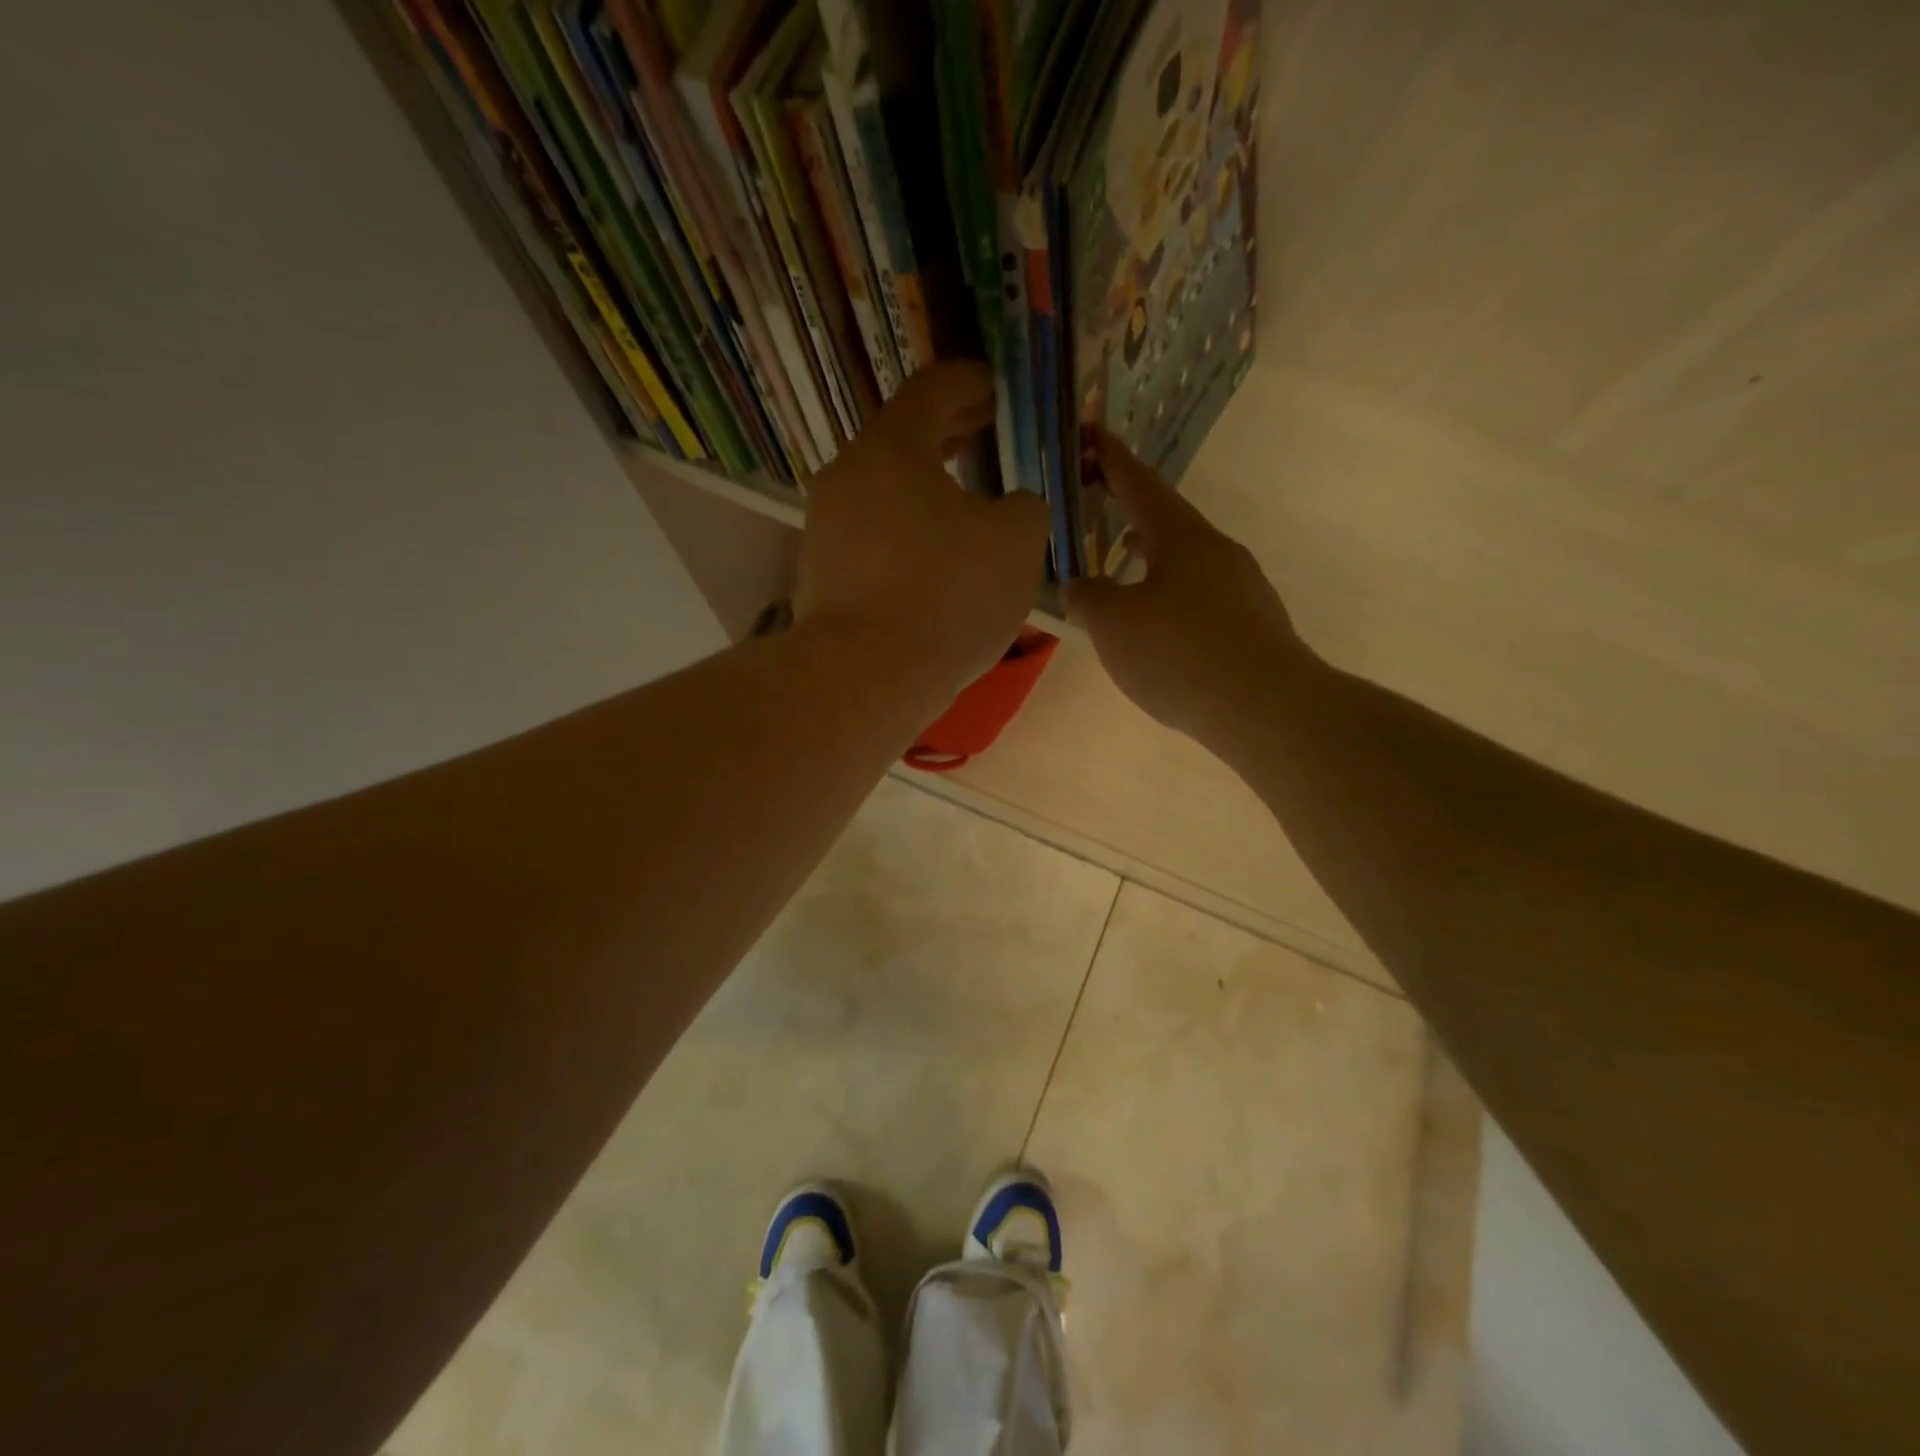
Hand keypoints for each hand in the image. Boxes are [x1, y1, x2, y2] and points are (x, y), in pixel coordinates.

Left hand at [795, 362, 1049, 699]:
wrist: (864, 677)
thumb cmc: (946, 595)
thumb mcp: (1018, 542)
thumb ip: (1026, 507)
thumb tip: (1012, 507)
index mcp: (892, 448)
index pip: (933, 387)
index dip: (972, 381)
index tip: (997, 388)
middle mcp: (847, 476)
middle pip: (902, 438)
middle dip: (949, 432)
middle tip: (986, 433)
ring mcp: (824, 528)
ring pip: (884, 491)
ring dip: (925, 488)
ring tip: (964, 502)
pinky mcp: (819, 575)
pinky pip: (871, 538)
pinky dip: (905, 534)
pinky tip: (932, 562)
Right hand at [1063, 429, 1307, 745]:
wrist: (1264, 707)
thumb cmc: (1179, 653)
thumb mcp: (1113, 624)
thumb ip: (1086, 596)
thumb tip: (1078, 586)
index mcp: (1182, 537)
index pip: (1139, 484)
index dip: (1110, 459)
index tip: (1090, 435)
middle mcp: (1218, 552)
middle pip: (1167, 521)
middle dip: (1129, 511)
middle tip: (1096, 505)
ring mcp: (1242, 588)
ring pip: (1185, 561)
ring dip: (1150, 556)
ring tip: (1121, 564)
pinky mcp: (1253, 624)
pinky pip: (1200, 597)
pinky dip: (1169, 595)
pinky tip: (1157, 625)